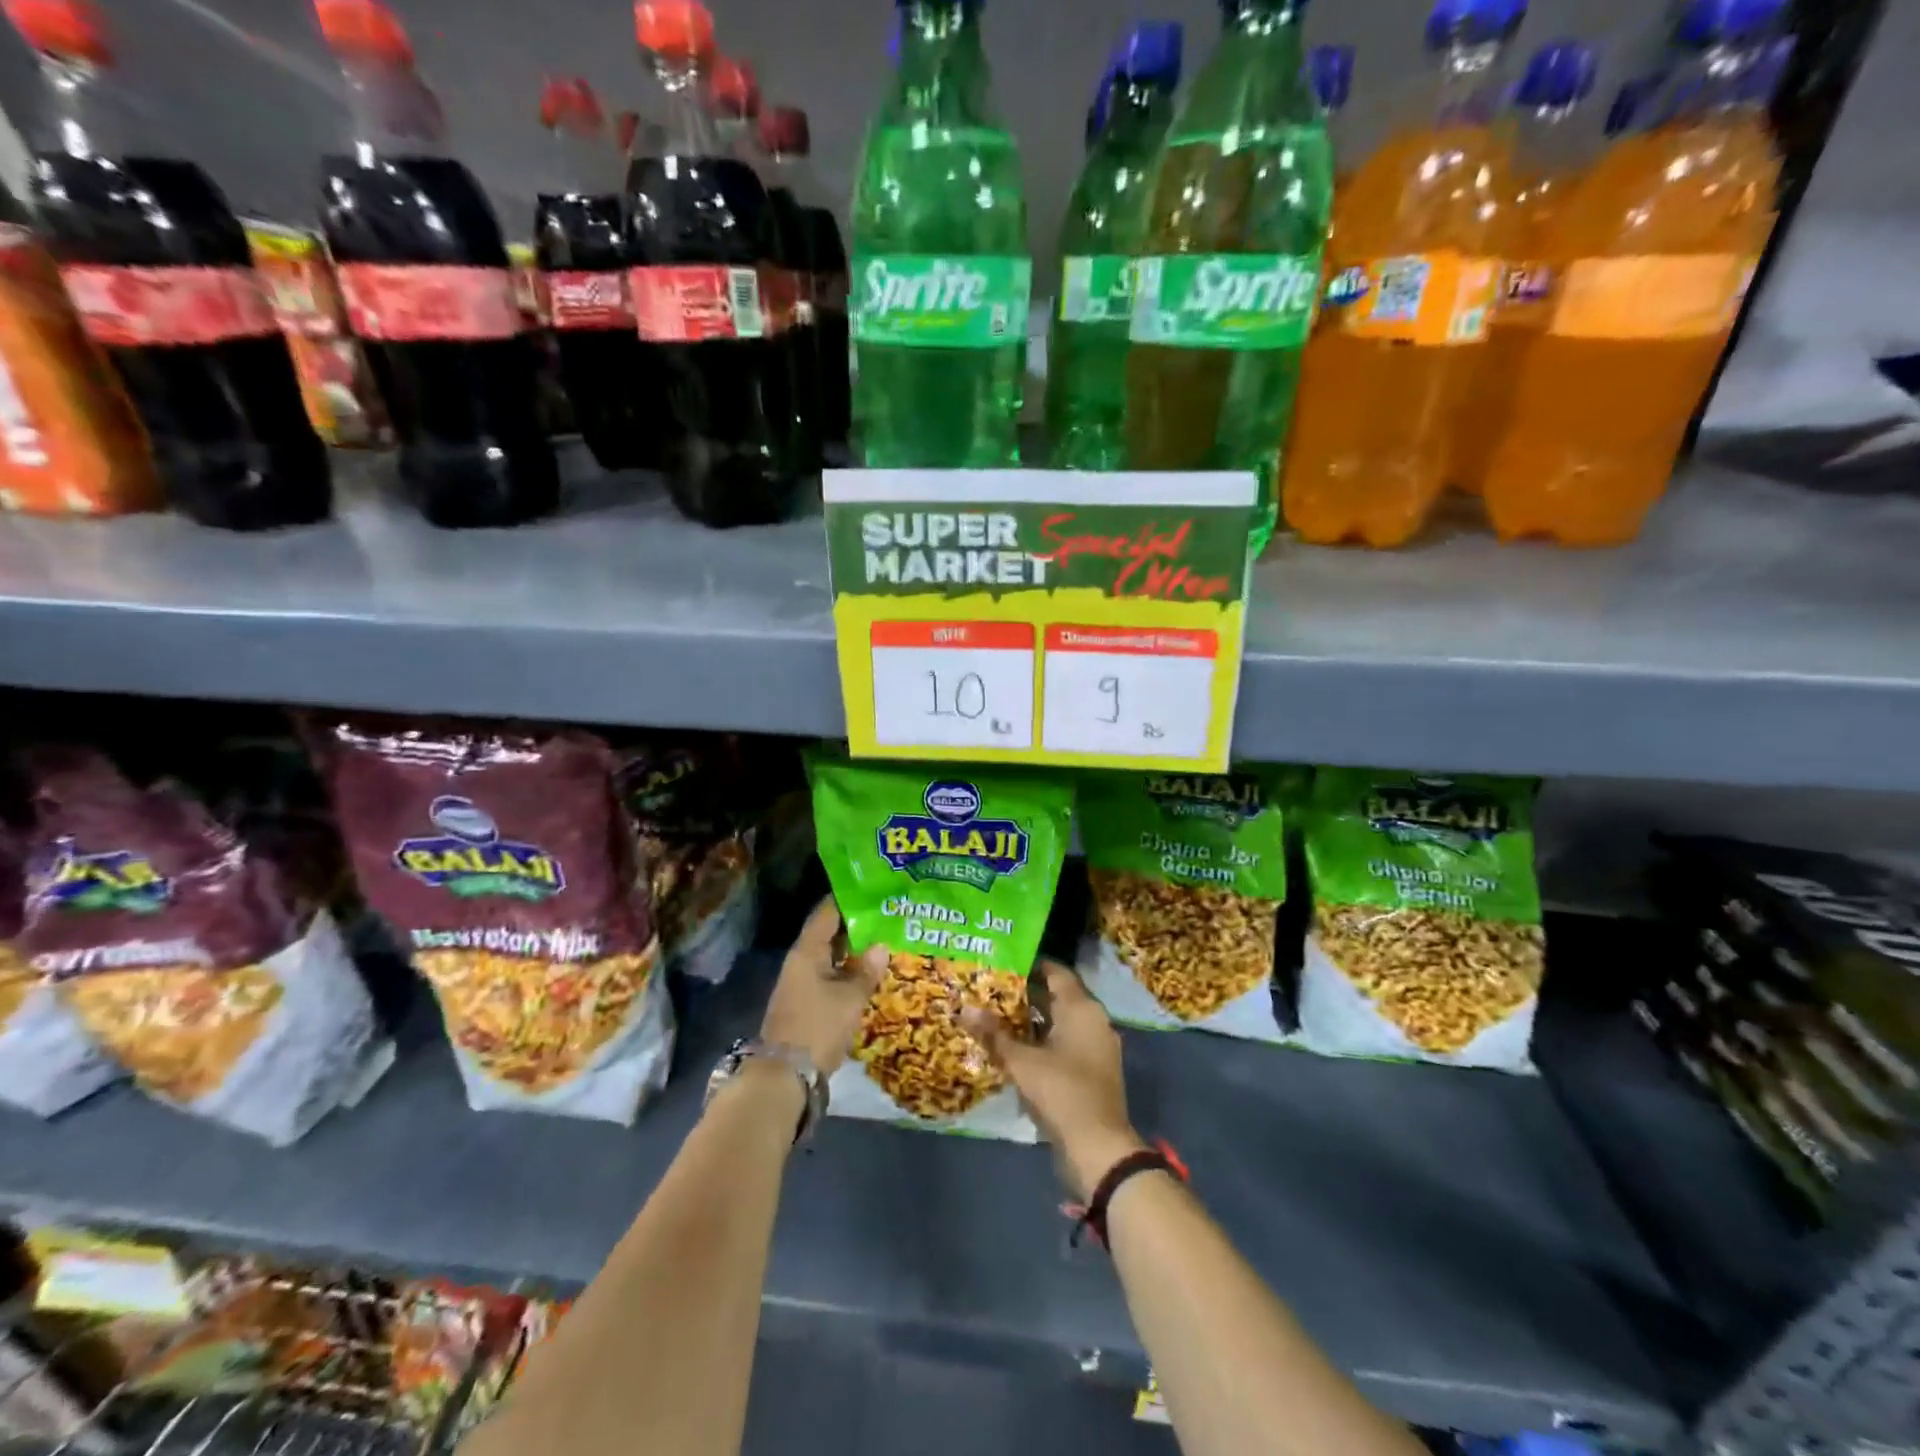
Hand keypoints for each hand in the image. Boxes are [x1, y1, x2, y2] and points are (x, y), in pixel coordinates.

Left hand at [761, 896, 884, 1076]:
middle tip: (885, 917)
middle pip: (828, 934)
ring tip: (882, 942)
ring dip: (852, 952)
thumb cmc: (818, 1027)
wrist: (785, 1077)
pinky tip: (867, 974)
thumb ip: (866, 970)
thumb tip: (880, 945)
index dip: (847, 900)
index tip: (872, 890)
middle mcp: (800, 962)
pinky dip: (846, 972)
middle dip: (855, 926)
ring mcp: (800, 984)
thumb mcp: (850, 998)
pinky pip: (828, 976)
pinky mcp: (804, 1004)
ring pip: (829, 957)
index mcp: (807, 952)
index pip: (826, 914)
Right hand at [962, 960, 1146, 1199]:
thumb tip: (964, 1008)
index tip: (1004, 963)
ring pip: (1063, 1022)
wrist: (1099, 1147)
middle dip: (1028, 994)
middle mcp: (1094, 1020)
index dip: (1031, 965)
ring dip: (1036, 1020)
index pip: (1056, 972)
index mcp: (1081, 1008)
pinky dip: (1046, 1041)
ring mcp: (1098, 1046)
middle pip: (1059, 996)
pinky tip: (1020, 1049)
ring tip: (1001, 1017)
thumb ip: (994, 1035)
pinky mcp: (1096, 1070)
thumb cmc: (1061, 1091)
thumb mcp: (1021, 1062)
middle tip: (994, 990)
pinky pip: (1068, 1043)